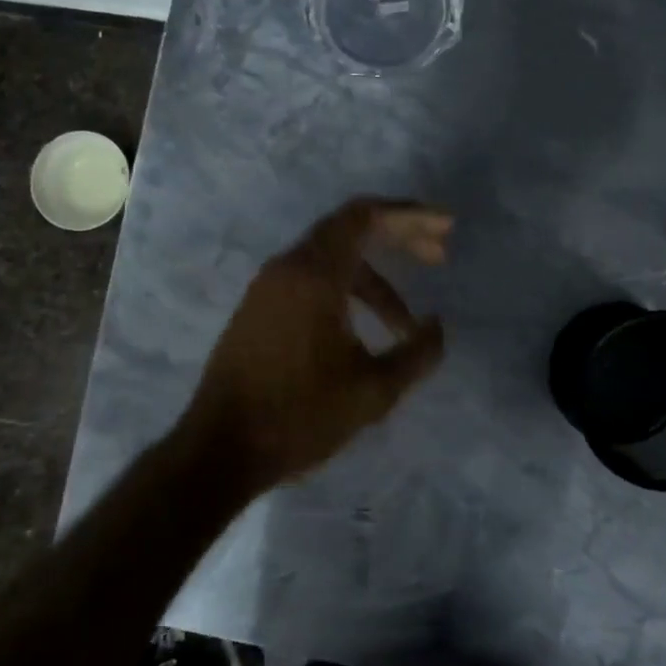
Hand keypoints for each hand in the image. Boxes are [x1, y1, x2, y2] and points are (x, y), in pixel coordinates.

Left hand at [180, 198, 450, 488]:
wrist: (219, 449)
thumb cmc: (299, 416)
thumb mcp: (373, 391)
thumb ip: (417, 354)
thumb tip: (436, 326)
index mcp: (314, 274)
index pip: (364, 216)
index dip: (409, 215)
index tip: (445, 227)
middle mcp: (288, 267)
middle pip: (350, 229)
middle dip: (398, 236)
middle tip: (438, 256)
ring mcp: (268, 286)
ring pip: (331, 259)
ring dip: (374, 278)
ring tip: (405, 323)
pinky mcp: (259, 308)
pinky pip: (311, 279)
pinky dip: (346, 290)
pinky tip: (365, 329)